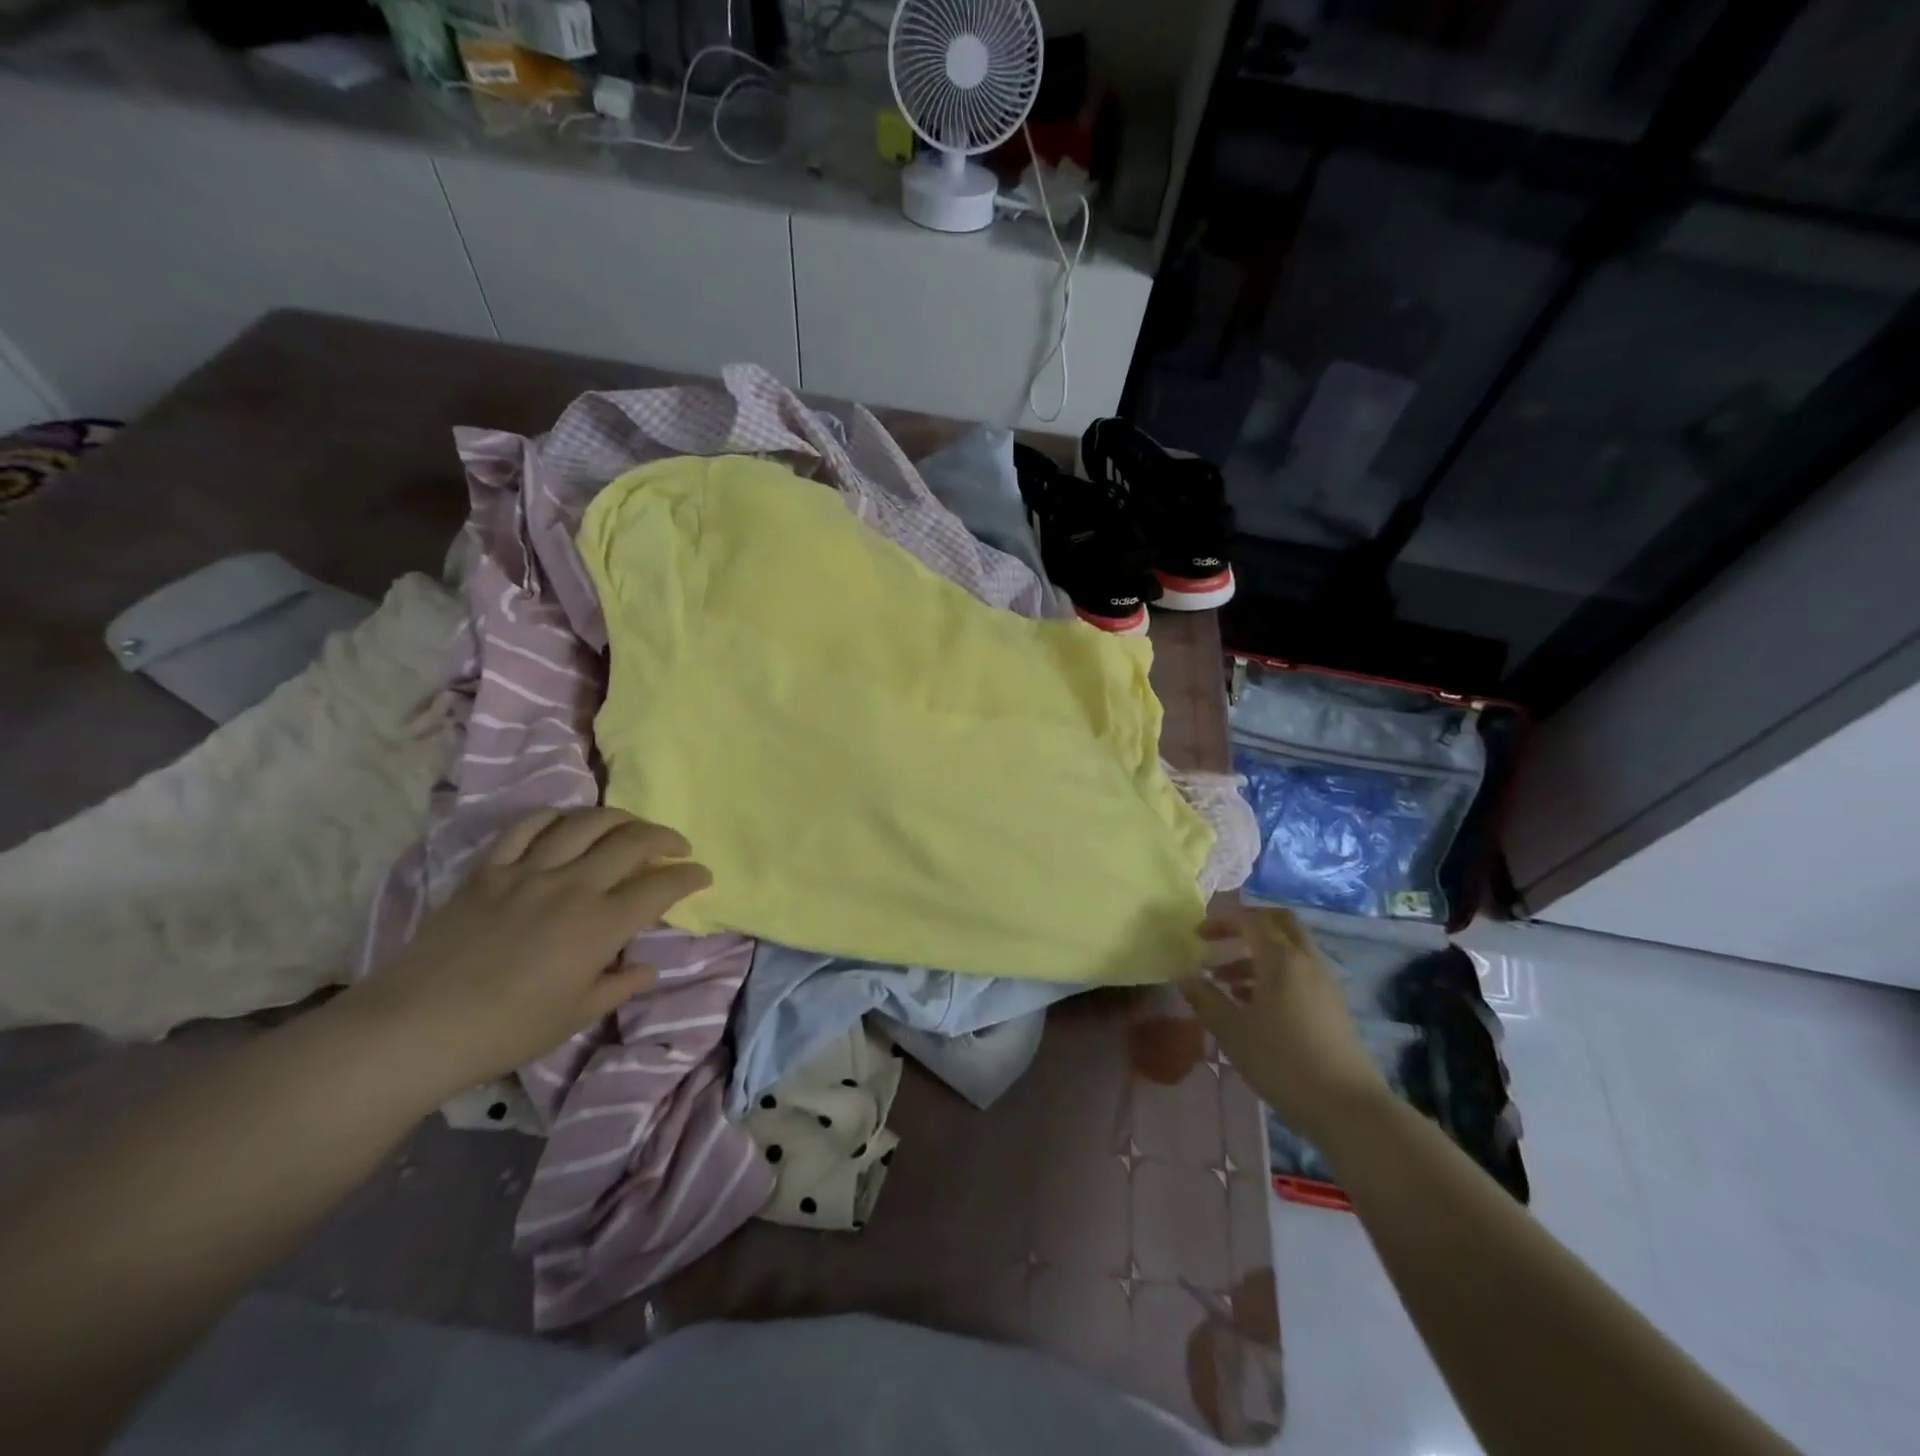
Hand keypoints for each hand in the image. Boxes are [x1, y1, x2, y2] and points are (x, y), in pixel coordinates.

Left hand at [345, 808, 711, 1099]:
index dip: (689, 876)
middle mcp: (572, 886)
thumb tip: (647, 967)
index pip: (660, 886)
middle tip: (677, 847)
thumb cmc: (507, 1030)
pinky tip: (566, 824)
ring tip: (630, 826)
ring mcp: (528, 872)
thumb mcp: (576, 1016)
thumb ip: (619, 985)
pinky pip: (527, 829)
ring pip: (584, 823)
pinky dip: (554, 819)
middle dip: (664, 838)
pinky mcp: (489, 871)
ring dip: (618, 818)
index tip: (702, 875)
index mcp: (600, 925)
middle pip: (631, 841)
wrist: (417, 1027)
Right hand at [1180, 907, 1388, 1141]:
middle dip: (1246, 924)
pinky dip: (1273, 973)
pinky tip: (1253, 1005)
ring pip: (1288, 949)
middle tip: (1219, 940)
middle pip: (1278, 922)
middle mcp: (1305, 960)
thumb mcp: (1232, 1031)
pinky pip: (1298, 971)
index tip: (1196, 935)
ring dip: (1256, 954)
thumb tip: (1185, 977)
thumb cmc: (1282, 1062)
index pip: (1249, 919)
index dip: (1220, 921)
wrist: (1347, 1107)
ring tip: (1225, 982)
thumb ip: (1205, 999)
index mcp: (1280, 958)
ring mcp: (1323, 982)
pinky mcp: (1332, 1005)